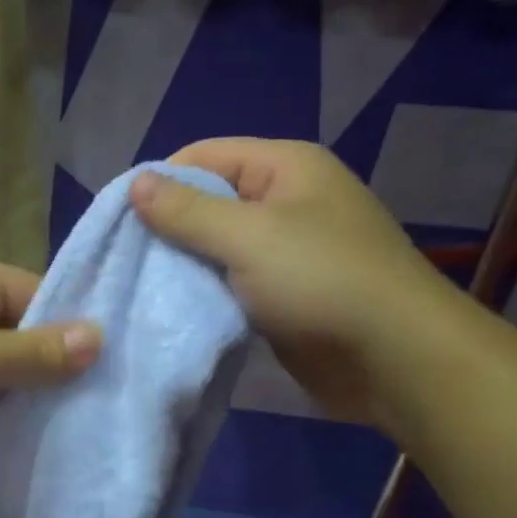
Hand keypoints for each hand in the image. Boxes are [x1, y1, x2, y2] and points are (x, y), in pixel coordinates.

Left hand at [0, 256, 101, 463]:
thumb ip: (37, 351)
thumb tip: (99, 335)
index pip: (40, 295)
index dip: (74, 330)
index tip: (113, 368)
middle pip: (19, 334)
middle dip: (50, 370)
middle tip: (98, 407)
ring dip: (20, 397)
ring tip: (73, 429)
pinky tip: (23, 441)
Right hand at [131, 138, 470, 428]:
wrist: (396, 360)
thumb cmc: (322, 281)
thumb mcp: (248, 237)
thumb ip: (187, 211)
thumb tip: (135, 183)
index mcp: (285, 167)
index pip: (203, 156)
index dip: (160, 182)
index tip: (120, 223)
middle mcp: (286, 199)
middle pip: (207, 199)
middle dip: (167, 227)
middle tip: (127, 260)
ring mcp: (286, 248)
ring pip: (216, 244)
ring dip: (183, 263)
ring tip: (142, 285)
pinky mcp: (283, 291)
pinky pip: (231, 279)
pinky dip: (204, 290)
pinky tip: (175, 306)